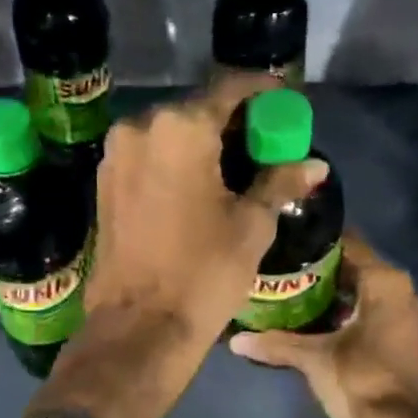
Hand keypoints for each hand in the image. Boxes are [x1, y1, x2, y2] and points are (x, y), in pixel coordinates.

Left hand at [30, 73, 326, 417]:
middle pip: (196, 109)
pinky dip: (175, 162)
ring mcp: (116, 155)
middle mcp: (141, 127)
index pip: (229, 89)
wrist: (139, 327)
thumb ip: (280, 182)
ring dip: (201, 143)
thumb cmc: (204, 273)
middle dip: (231, 121)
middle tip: (263, 143)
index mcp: (181, 128)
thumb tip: (314, 165)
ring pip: (169, 134)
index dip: (262, 92)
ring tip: (233, 168)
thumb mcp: (252, 226)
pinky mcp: (104, 184)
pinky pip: (148, 157)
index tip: (283, 101)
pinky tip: (198, 186)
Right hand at [229, 233, 417, 417]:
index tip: (290, 249)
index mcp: (388, 283)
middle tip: (290, 278)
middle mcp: (407, 294)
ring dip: (342, 302)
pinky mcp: (411, 347)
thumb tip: (236, 340)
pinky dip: (356, 322)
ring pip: (371, 300)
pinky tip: (326, 331)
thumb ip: (276, 344)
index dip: (319, 247)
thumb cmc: (358, 379)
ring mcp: (414, 322)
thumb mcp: (313, 358)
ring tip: (302, 304)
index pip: (351, 246)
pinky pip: (379, 321)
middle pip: (361, 273)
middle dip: (327, 277)